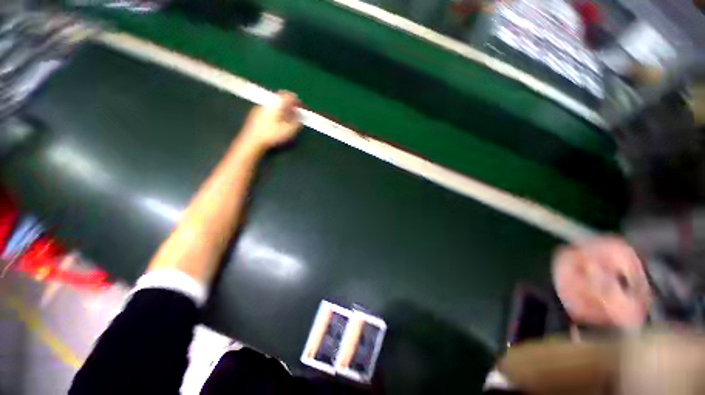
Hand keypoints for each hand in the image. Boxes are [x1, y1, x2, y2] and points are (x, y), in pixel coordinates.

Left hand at [238, 91, 301, 151]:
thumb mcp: (289, 131)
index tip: (301, 107)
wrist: (252, 141)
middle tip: (295, 113)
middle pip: (280, 99)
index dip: (296, 101)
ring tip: (287, 119)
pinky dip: (275, 113)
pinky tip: (277, 122)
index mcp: (276, 104)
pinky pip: (269, 110)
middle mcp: (268, 103)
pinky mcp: (255, 115)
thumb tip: (299, 117)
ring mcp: (260, 108)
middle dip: (289, 105)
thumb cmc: (272, 135)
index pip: (288, 96)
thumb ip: (296, 122)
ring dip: (282, 109)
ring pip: (274, 104)